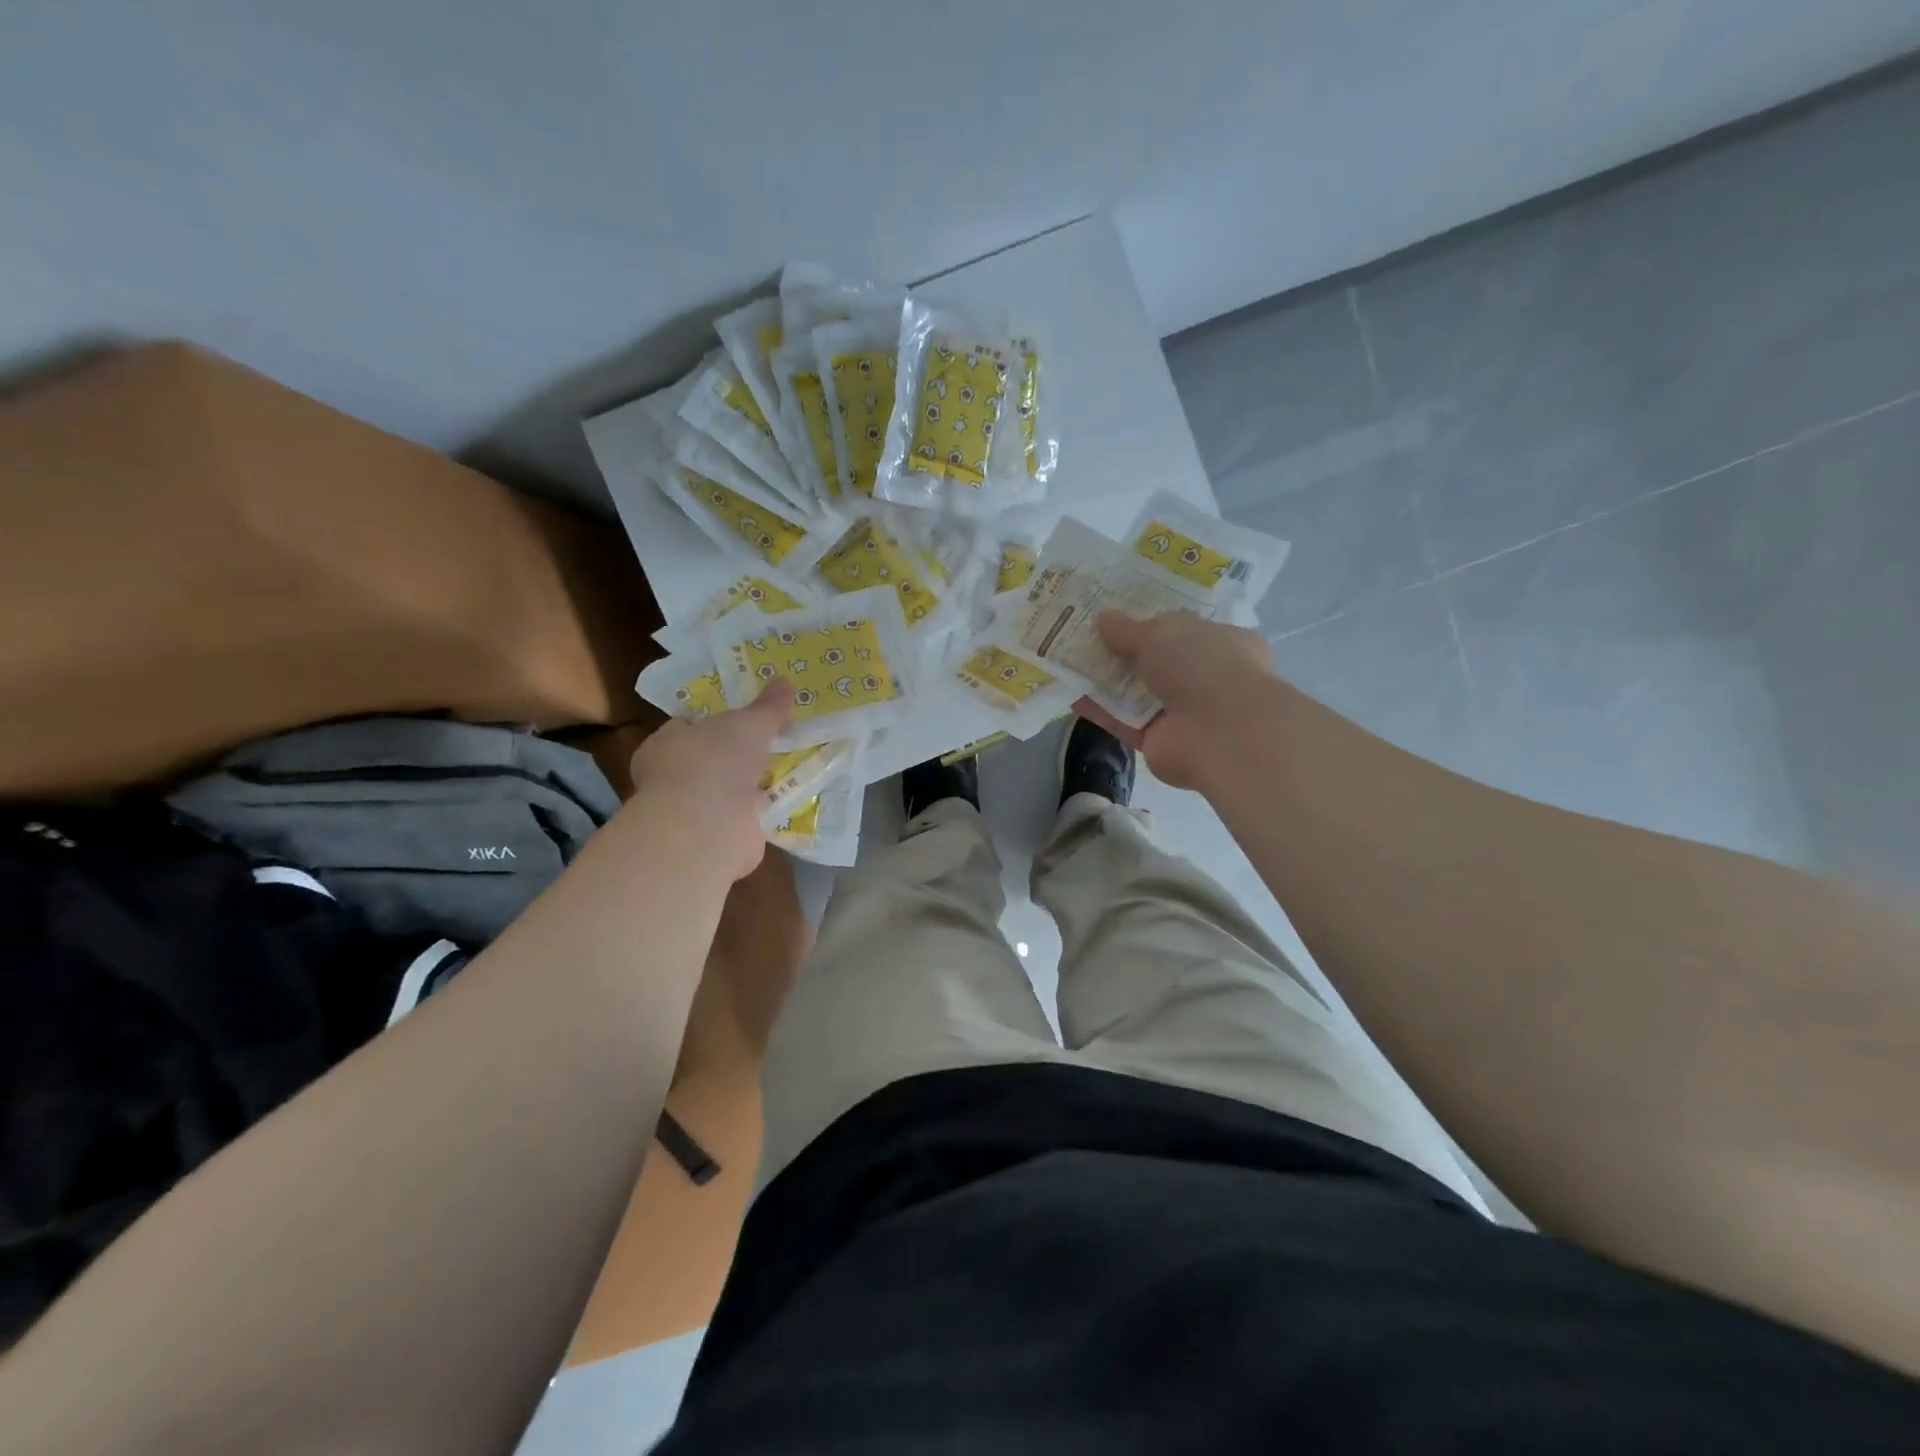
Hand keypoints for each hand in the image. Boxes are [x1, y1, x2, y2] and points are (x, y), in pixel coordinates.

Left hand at [629, 680, 794, 879]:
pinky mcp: (716, 837)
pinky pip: (744, 817)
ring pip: (728, 790)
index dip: (715, 720)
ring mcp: (694, 811)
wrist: (707, 828)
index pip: (687, 726)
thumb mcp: (748, 724)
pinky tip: (786, 799)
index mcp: (665, 743)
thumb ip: (767, 707)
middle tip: (773, 741)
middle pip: (710, 759)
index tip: (745, 716)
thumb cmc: (714, 762)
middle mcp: (674, 777)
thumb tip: (785, 681)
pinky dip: (761, 811)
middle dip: (738, 755)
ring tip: (788, 768)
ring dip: (751, 785)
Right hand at [1074, 610, 1276, 789]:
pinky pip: (1124, 721)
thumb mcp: (1160, 633)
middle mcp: (1206, 676)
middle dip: (1125, 650)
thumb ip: (1128, 629)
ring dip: (1107, 680)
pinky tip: (1071, 695)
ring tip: (1070, 661)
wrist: (1220, 732)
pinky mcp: (1160, 741)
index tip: (1119, 613)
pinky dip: (1100, 710)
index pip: (1186, 628)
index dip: (1152, 620)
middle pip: (1158, 661)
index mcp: (1222, 642)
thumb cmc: (1202, 665)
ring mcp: (1183, 712)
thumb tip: (1103, 618)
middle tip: (1086, 635)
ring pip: (1138, 692)